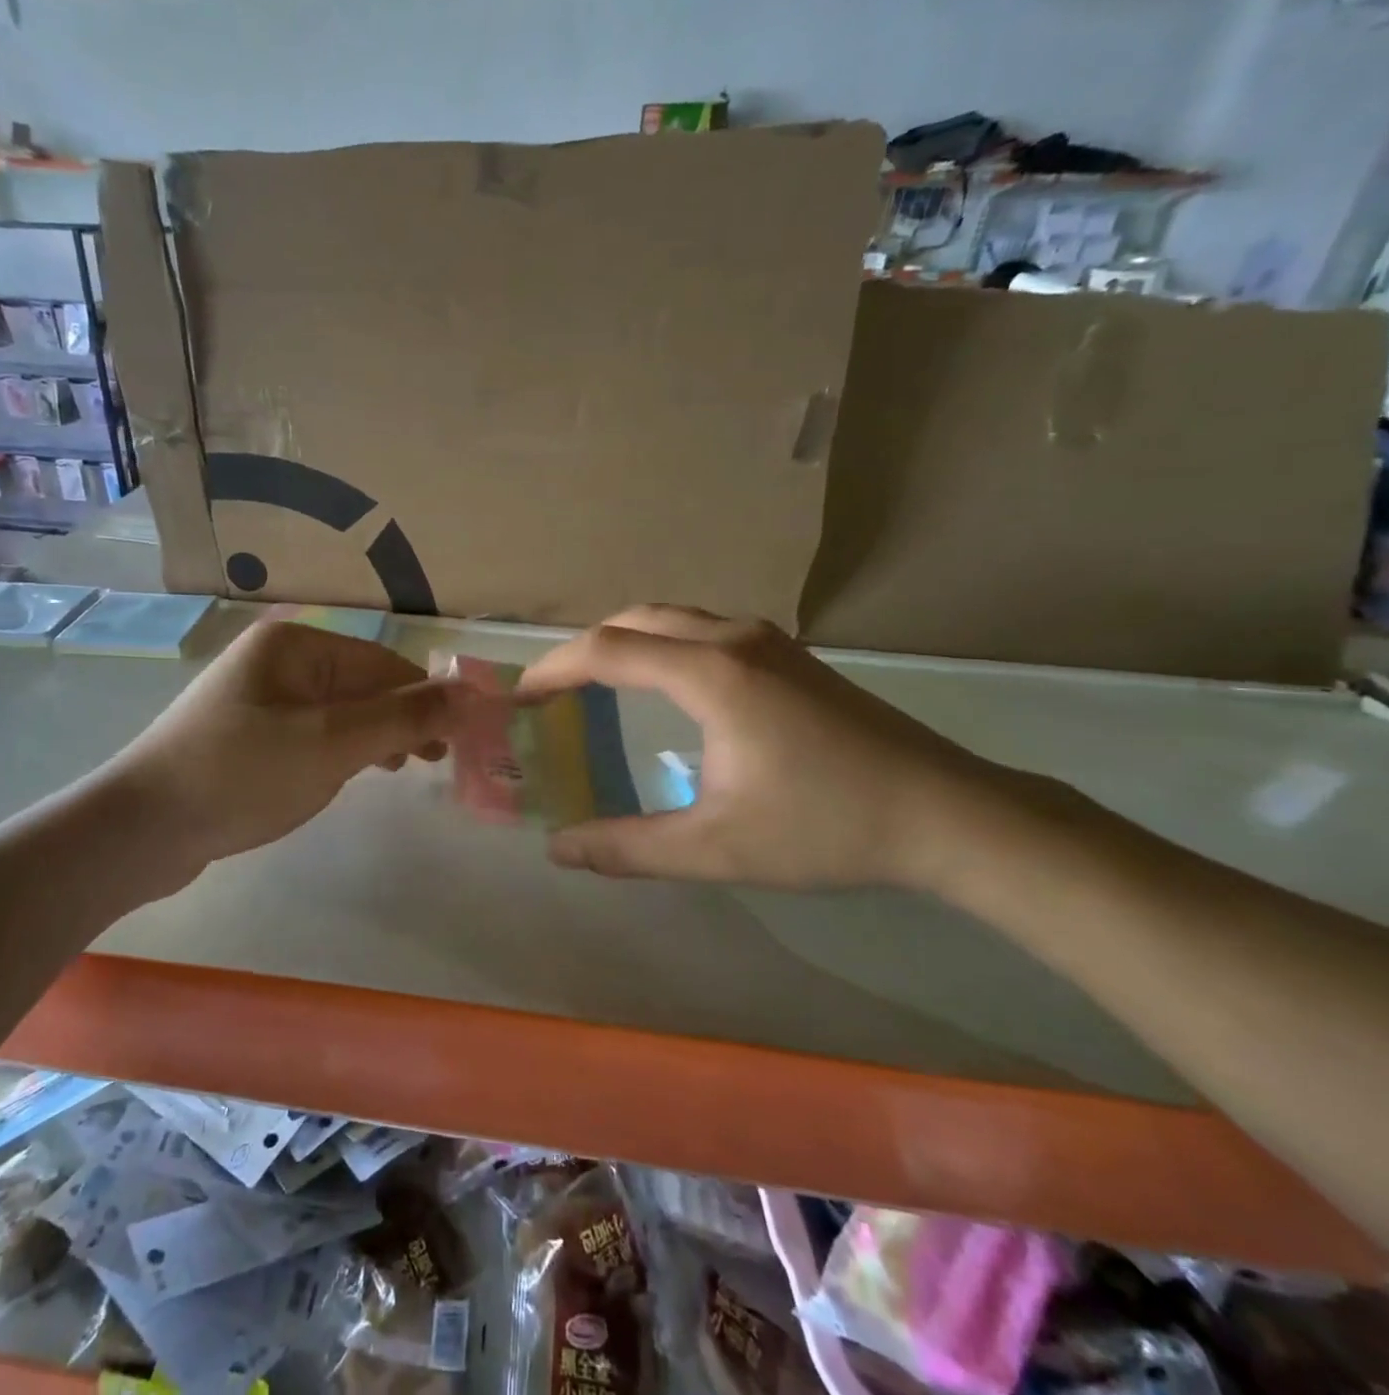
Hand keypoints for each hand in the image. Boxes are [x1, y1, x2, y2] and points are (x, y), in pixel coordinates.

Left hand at [108, 620, 460, 874]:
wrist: (141, 829)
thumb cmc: (241, 775)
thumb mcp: (332, 744)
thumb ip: (404, 717)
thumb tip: (474, 694)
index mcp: (294, 646)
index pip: (382, 663)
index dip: (427, 698)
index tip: (462, 739)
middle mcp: (275, 661)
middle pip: (360, 684)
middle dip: (401, 719)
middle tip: (437, 761)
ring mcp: (257, 698)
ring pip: (337, 711)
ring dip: (374, 736)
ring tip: (404, 769)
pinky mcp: (246, 736)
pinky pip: (310, 733)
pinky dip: (339, 750)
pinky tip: (350, 773)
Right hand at [518, 605, 1005, 888]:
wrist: (949, 814)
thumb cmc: (827, 828)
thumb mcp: (716, 849)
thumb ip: (628, 849)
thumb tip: (558, 850)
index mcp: (712, 675)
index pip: (608, 650)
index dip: (554, 670)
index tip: (520, 701)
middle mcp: (735, 639)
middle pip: (635, 619)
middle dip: (584, 650)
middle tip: (552, 694)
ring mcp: (768, 641)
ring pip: (673, 618)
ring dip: (624, 643)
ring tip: (596, 687)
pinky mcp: (790, 655)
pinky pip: (702, 630)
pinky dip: (661, 646)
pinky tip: (665, 688)